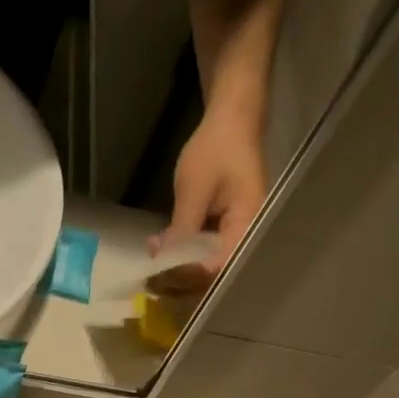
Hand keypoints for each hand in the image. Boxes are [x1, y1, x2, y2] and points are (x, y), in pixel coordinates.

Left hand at [154, 106, 268, 291]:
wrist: (231, 117)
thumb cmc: (216, 147)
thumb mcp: (194, 187)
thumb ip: (182, 227)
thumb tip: (164, 260)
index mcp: (247, 225)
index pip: (218, 266)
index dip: (189, 275)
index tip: (161, 278)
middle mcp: (246, 233)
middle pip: (214, 269)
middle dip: (182, 276)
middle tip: (152, 280)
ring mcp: (236, 230)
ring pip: (208, 260)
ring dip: (180, 265)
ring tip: (152, 271)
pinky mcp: (224, 225)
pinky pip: (205, 246)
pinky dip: (184, 250)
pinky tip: (162, 250)